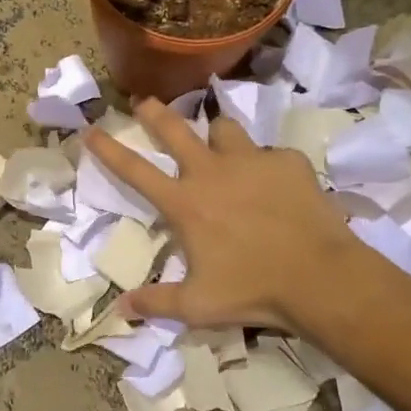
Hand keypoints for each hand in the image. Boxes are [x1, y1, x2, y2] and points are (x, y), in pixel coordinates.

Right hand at [82, 99, 399, 335]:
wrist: (320, 278)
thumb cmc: (252, 291)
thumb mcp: (197, 306)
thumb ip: (156, 303)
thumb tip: (120, 309)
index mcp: (184, 202)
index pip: (134, 169)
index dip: (108, 148)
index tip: (90, 128)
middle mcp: (211, 172)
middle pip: (174, 129)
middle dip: (154, 111)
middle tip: (144, 101)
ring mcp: (251, 161)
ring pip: (224, 129)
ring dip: (216, 135)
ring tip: (220, 143)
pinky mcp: (288, 162)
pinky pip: (271, 155)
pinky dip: (268, 165)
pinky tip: (277, 183)